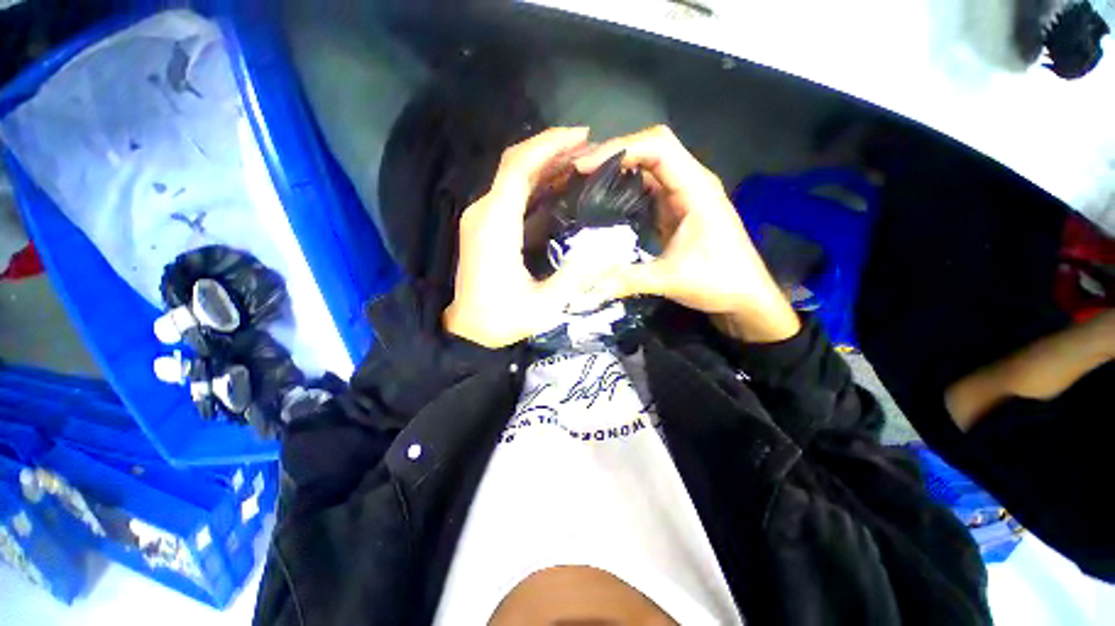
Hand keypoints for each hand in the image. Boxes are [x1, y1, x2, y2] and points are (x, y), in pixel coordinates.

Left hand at [444, 127, 614, 348]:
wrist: (468, 332)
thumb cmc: (502, 320)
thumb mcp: (544, 305)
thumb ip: (576, 278)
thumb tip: (611, 252)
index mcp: (495, 225)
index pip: (518, 167)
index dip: (549, 145)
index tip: (582, 136)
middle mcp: (484, 212)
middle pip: (515, 164)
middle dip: (551, 150)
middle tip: (589, 148)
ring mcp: (481, 218)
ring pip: (513, 177)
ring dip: (545, 165)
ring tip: (580, 163)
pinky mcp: (485, 227)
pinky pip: (511, 195)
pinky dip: (536, 185)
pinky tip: (559, 187)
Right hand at [574, 125, 800, 342]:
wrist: (746, 296)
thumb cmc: (719, 282)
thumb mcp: (671, 280)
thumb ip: (628, 279)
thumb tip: (587, 283)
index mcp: (695, 189)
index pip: (657, 147)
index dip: (619, 149)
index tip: (584, 167)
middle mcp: (690, 183)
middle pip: (652, 147)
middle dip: (614, 152)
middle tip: (580, 170)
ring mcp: (684, 196)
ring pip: (649, 166)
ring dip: (619, 168)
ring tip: (585, 181)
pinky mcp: (677, 210)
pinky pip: (648, 188)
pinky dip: (625, 187)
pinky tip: (605, 201)